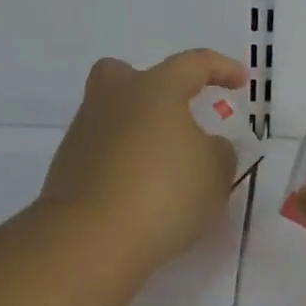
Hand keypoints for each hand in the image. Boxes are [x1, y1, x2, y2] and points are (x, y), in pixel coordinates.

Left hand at [39, 49, 247, 271]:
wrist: (88, 242)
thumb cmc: (163, 192)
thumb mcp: (215, 173)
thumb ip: (219, 153)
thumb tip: (206, 147)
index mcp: (156, 87)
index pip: (194, 63)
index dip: (221, 68)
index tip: (241, 81)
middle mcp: (115, 99)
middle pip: (124, 74)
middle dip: (148, 87)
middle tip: (172, 112)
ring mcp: (84, 134)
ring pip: (109, 116)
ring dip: (134, 132)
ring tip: (162, 168)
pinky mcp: (65, 172)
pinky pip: (99, 155)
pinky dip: (119, 166)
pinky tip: (139, 195)